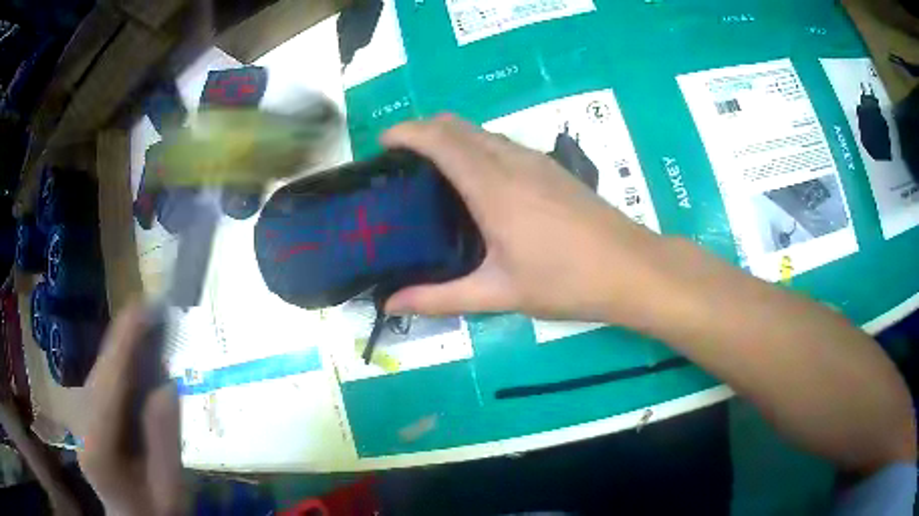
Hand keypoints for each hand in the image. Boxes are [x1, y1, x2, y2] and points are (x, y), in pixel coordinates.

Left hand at [78, 303, 184, 515]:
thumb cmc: (154, 511)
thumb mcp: (169, 489)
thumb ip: (165, 442)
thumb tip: (167, 385)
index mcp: (97, 446)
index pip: (108, 383)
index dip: (126, 341)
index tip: (148, 304)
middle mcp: (80, 422)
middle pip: (102, 370)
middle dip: (128, 338)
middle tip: (161, 315)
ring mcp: (79, 415)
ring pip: (101, 370)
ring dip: (126, 348)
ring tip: (155, 333)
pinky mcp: (85, 412)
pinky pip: (103, 379)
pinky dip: (121, 363)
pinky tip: (139, 360)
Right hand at [382, 115, 669, 323]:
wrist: (630, 268)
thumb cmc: (565, 281)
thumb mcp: (499, 293)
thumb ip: (439, 297)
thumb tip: (391, 304)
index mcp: (492, 186)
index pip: (440, 139)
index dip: (406, 132)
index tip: (383, 144)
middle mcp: (512, 160)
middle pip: (458, 125)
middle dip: (424, 130)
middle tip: (402, 163)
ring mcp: (536, 161)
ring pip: (482, 132)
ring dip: (452, 138)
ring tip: (432, 173)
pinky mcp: (552, 168)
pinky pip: (502, 144)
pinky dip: (476, 148)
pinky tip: (477, 185)